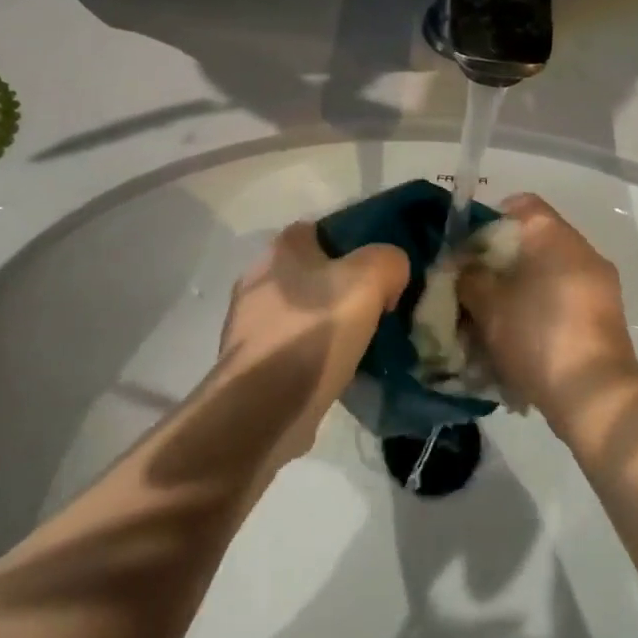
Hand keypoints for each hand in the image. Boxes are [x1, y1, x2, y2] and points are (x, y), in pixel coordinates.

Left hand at [217, 223, 407, 465]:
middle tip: (377, 308)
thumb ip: (388, 260)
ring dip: (328, 324)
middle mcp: (258, 278)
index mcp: (281, 248)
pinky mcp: (250, 360)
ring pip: (303, 311)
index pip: (324, 230)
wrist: (263, 407)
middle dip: (343, 288)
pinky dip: (313, 354)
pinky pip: (293, 346)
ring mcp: (248, 322)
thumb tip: (390, 275)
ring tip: (362, 343)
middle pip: (314, 273)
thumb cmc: (313, 332)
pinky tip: (337, 370)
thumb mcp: (368, 280)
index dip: (356, 245)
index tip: (381, 271)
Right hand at [458, 194, 637, 432]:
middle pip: (534, 242)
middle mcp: (583, 252)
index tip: (468, 248)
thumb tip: (463, 267)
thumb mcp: (487, 305)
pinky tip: (519, 340)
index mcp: (556, 237)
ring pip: (548, 275)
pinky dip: (541, 312)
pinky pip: (564, 301)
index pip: (522, 204)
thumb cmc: (536, 335)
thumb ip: (468, 277)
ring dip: (520, 291)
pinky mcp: (605, 319)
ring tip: (493, 320)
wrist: (594, 395)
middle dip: (501, 263)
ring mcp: (600, 286)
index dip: (490, 219)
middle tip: (474, 287)